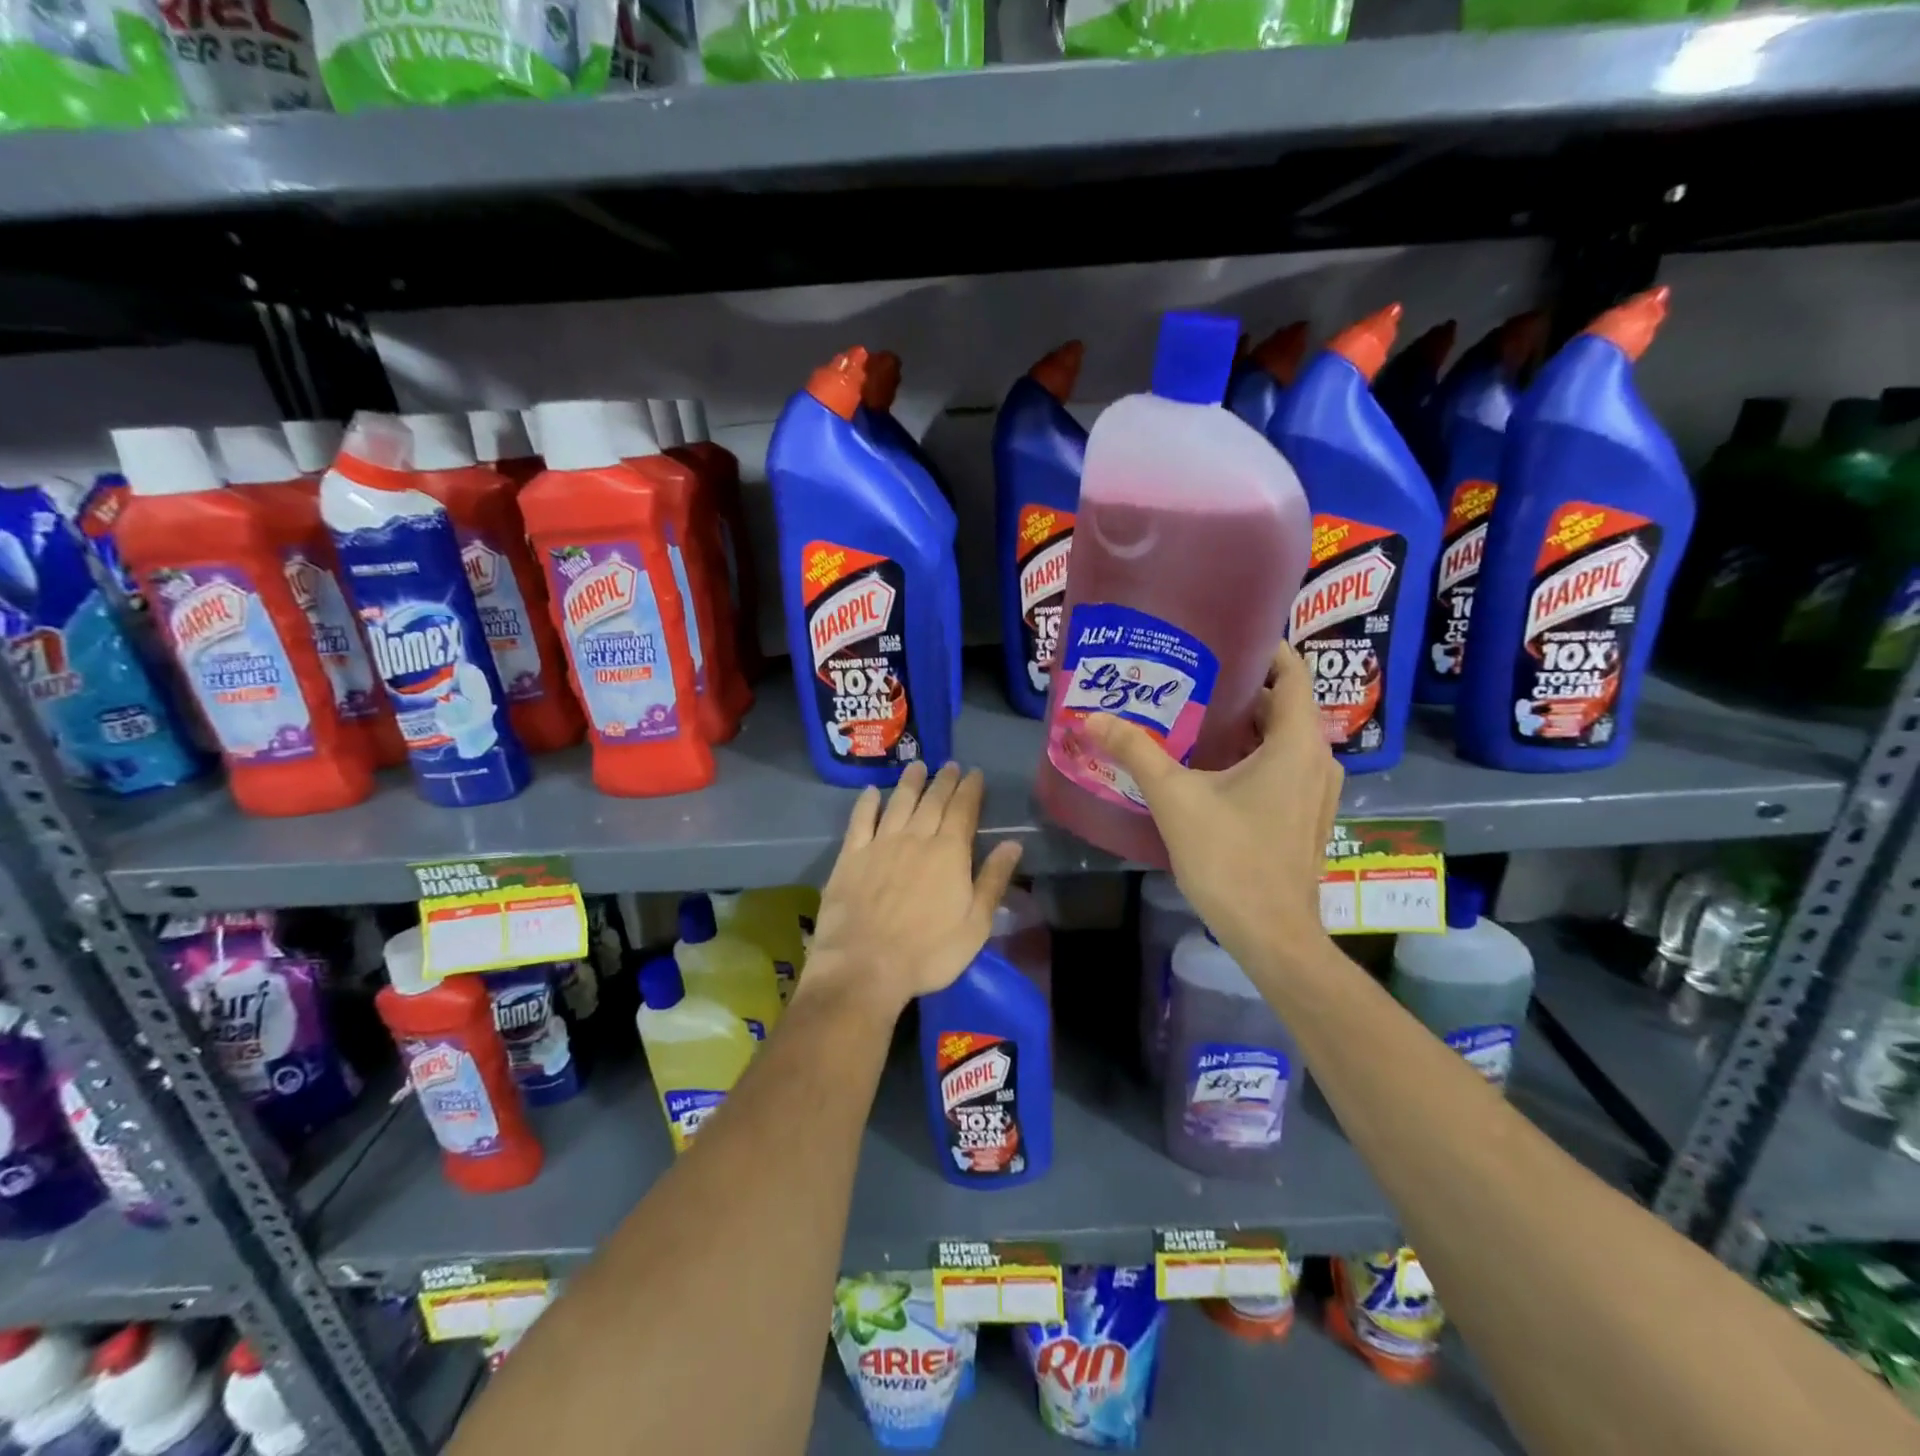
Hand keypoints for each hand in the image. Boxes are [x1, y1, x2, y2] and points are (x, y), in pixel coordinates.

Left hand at [802, 762, 1024, 1015]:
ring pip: (898, 803)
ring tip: (917, 766)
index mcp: (949, 853)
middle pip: (932, 801)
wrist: (865, 966)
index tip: (974, 773)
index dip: (970, 790)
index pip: (964, 811)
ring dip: (910, 783)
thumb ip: (993, 880)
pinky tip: (870, 792)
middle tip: (950, 765)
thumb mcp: (976, 924)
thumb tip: (1013, 844)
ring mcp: (880, 844)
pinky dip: (866, 803)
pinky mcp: (851, 857)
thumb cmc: (929, 952)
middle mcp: (916, 838)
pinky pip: (860, 820)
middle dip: (944, 781)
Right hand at [1082, 643, 1341, 972]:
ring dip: (1247, 726)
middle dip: (1241, 690)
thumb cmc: (1229, 857)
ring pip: (1283, 739)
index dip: (1263, 649)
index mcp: (1296, 742)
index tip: (1223, 639)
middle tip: (1192, 681)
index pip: (1291, 672)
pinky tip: (1215, 768)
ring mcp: (1317, 792)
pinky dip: (1255, 755)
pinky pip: (1284, 767)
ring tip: (1197, 719)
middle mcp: (1318, 759)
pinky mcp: (1307, 817)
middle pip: (1283, 705)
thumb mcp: (1175, 798)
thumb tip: (1092, 718)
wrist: (1270, 933)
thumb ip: (1136, 752)